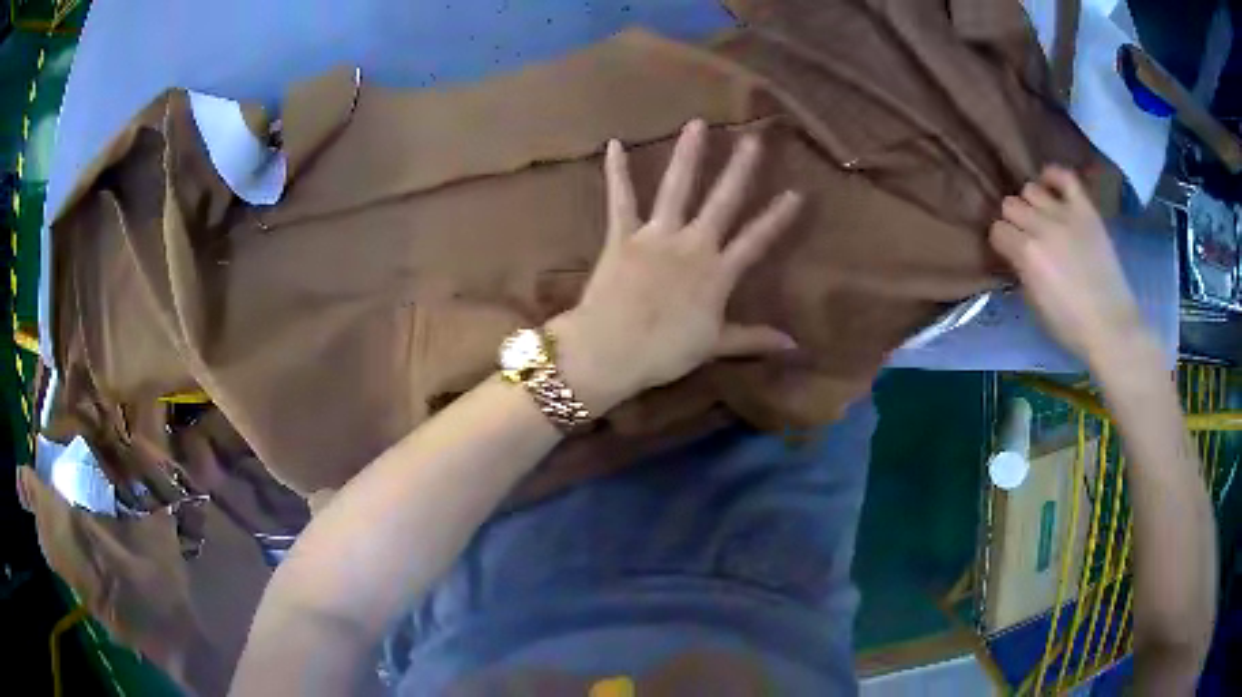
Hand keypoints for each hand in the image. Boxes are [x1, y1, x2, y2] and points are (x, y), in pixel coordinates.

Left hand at [550, 120, 801, 413]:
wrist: (611, 349)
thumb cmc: (665, 352)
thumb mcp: (714, 346)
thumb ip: (753, 337)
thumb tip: (793, 345)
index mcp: (717, 273)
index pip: (756, 240)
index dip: (777, 217)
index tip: (796, 192)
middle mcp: (692, 245)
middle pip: (722, 202)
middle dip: (739, 170)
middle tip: (752, 140)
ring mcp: (656, 236)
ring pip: (677, 189)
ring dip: (688, 155)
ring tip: (697, 124)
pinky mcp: (622, 235)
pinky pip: (620, 199)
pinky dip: (616, 172)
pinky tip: (614, 143)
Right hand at [989, 166, 1146, 365]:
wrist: (1111, 326)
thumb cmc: (1070, 326)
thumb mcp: (1035, 303)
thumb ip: (1022, 270)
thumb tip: (1016, 255)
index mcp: (1026, 253)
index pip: (997, 231)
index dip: (1002, 243)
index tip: (1009, 254)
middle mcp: (1041, 226)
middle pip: (1010, 205)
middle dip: (1014, 221)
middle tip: (1026, 237)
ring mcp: (1064, 214)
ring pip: (1031, 189)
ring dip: (1031, 204)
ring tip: (1041, 218)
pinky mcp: (1085, 210)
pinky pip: (1064, 176)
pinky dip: (1053, 177)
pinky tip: (1051, 187)